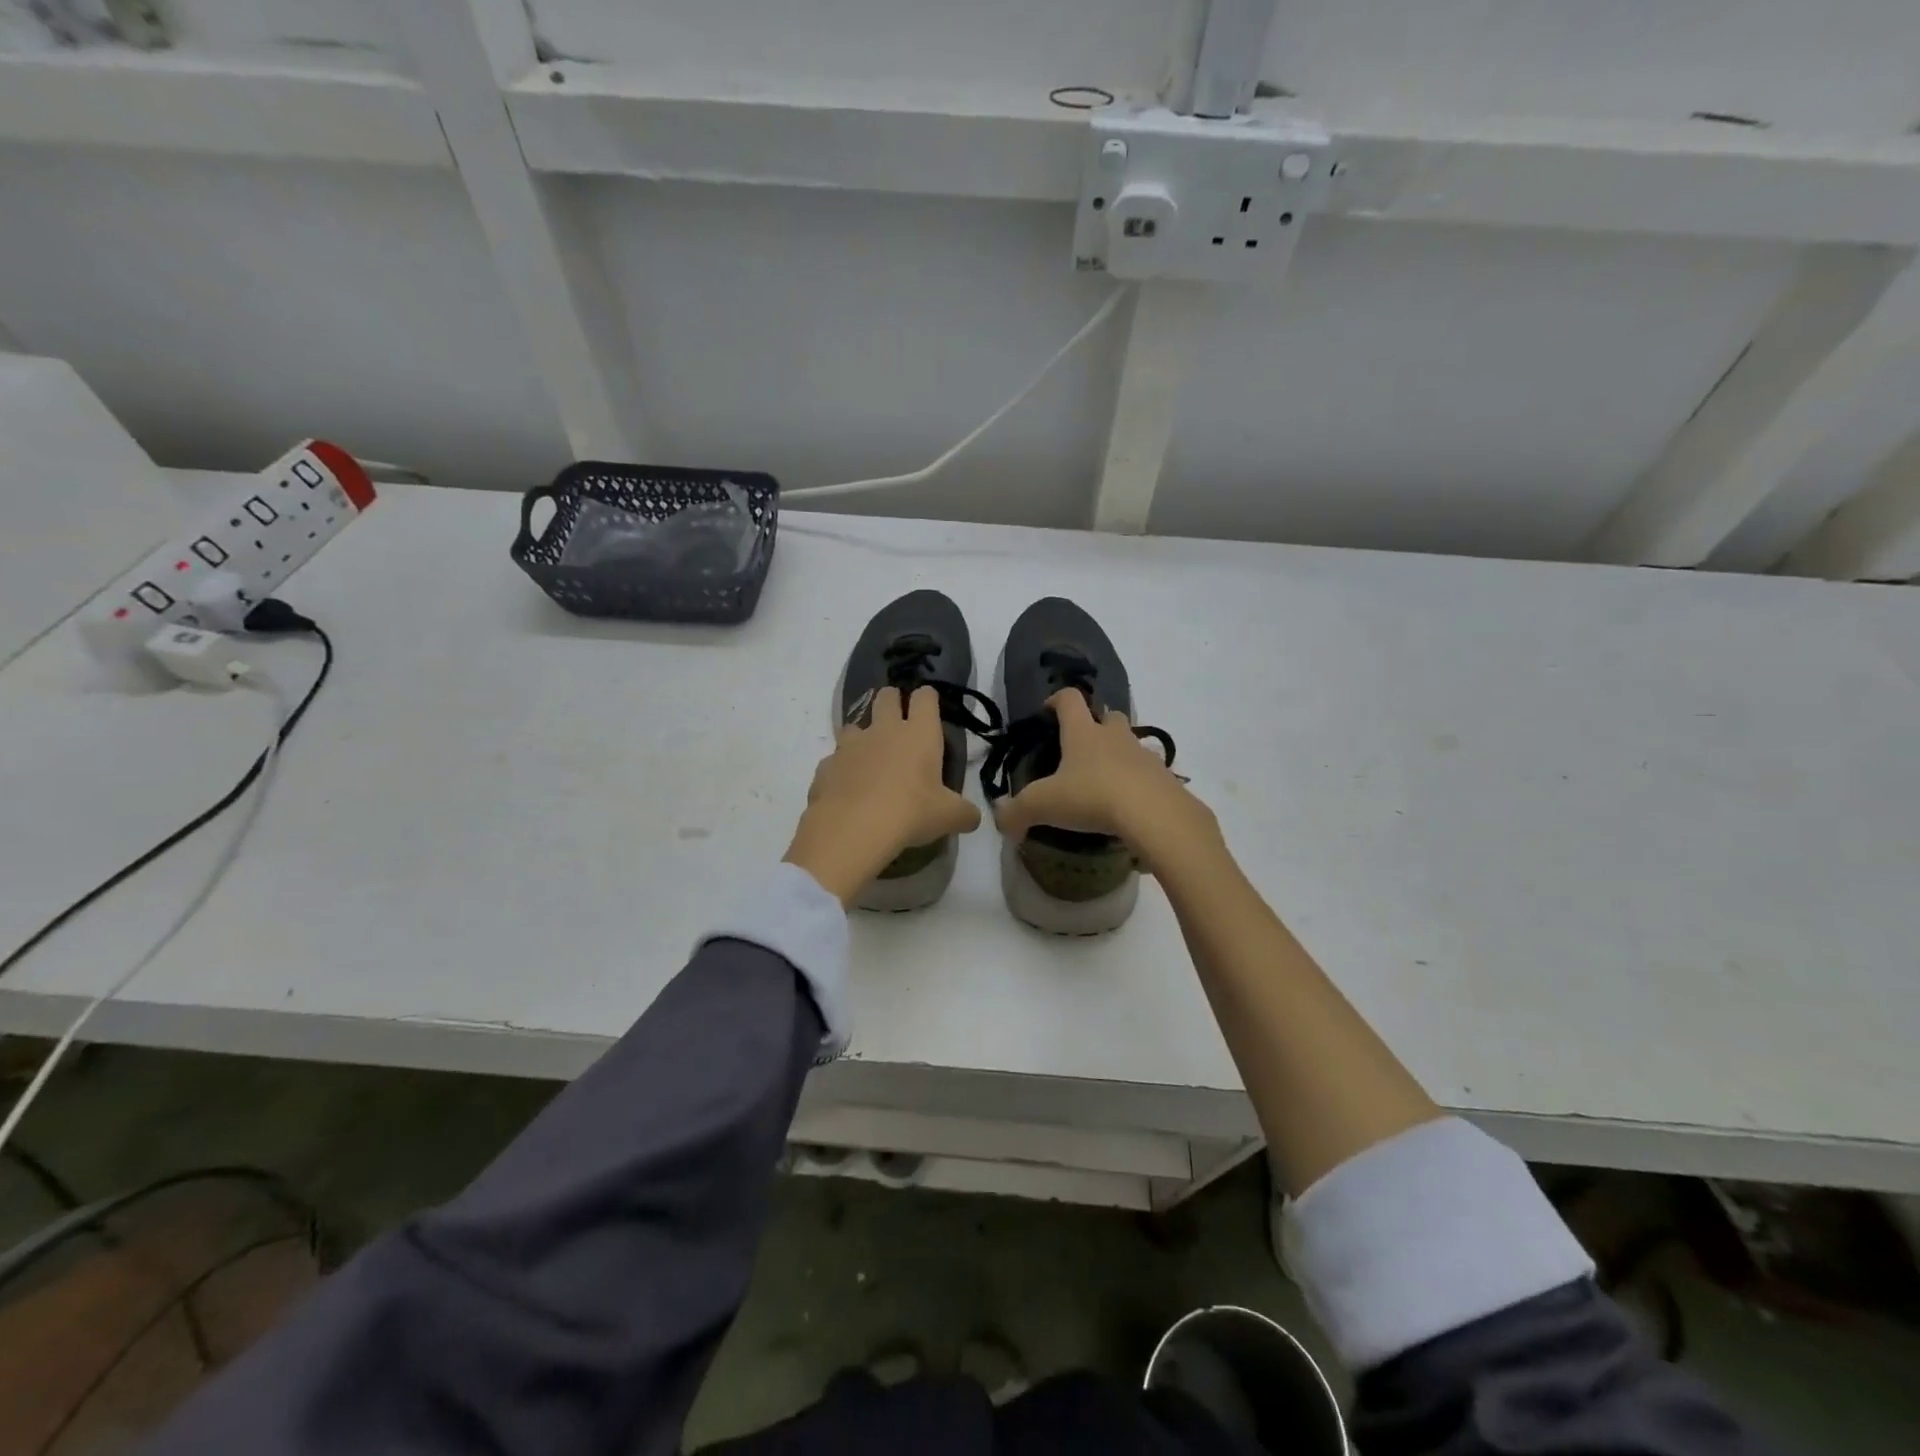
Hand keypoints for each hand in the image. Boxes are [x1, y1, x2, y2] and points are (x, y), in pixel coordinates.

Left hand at [784, 686, 981, 904]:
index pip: (925, 697)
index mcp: (919, 734)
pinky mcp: (826, 765)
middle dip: (892, 701)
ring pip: (854, 725)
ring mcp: (851, 745)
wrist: (852, 828)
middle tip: (899, 721)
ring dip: (862, 736)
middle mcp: (884, 730)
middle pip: (886, 697)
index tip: (929, 705)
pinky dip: (841, 770)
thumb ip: (964, 813)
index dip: (928, 698)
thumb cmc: (910, 813)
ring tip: (869, 759)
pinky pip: (834, 760)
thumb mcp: (948, 817)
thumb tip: (972, 818)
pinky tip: (847, 790)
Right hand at [993, 689, 1215, 871]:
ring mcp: (1144, 755)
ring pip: (1130, 743)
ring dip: (1118, 754)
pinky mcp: (1165, 778)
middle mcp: (1115, 736)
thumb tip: (1002, 822)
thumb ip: (1016, 812)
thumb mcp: (1044, 805)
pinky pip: (1148, 773)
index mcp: (1083, 732)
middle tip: (1081, 748)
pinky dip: (1137, 782)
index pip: (1069, 699)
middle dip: (1096, 724)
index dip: (1056, 699)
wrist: (1154, 815)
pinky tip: (1128, 805)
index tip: (1047, 710)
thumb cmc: (1093, 797)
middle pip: (1108, 715)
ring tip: (1104, 781)